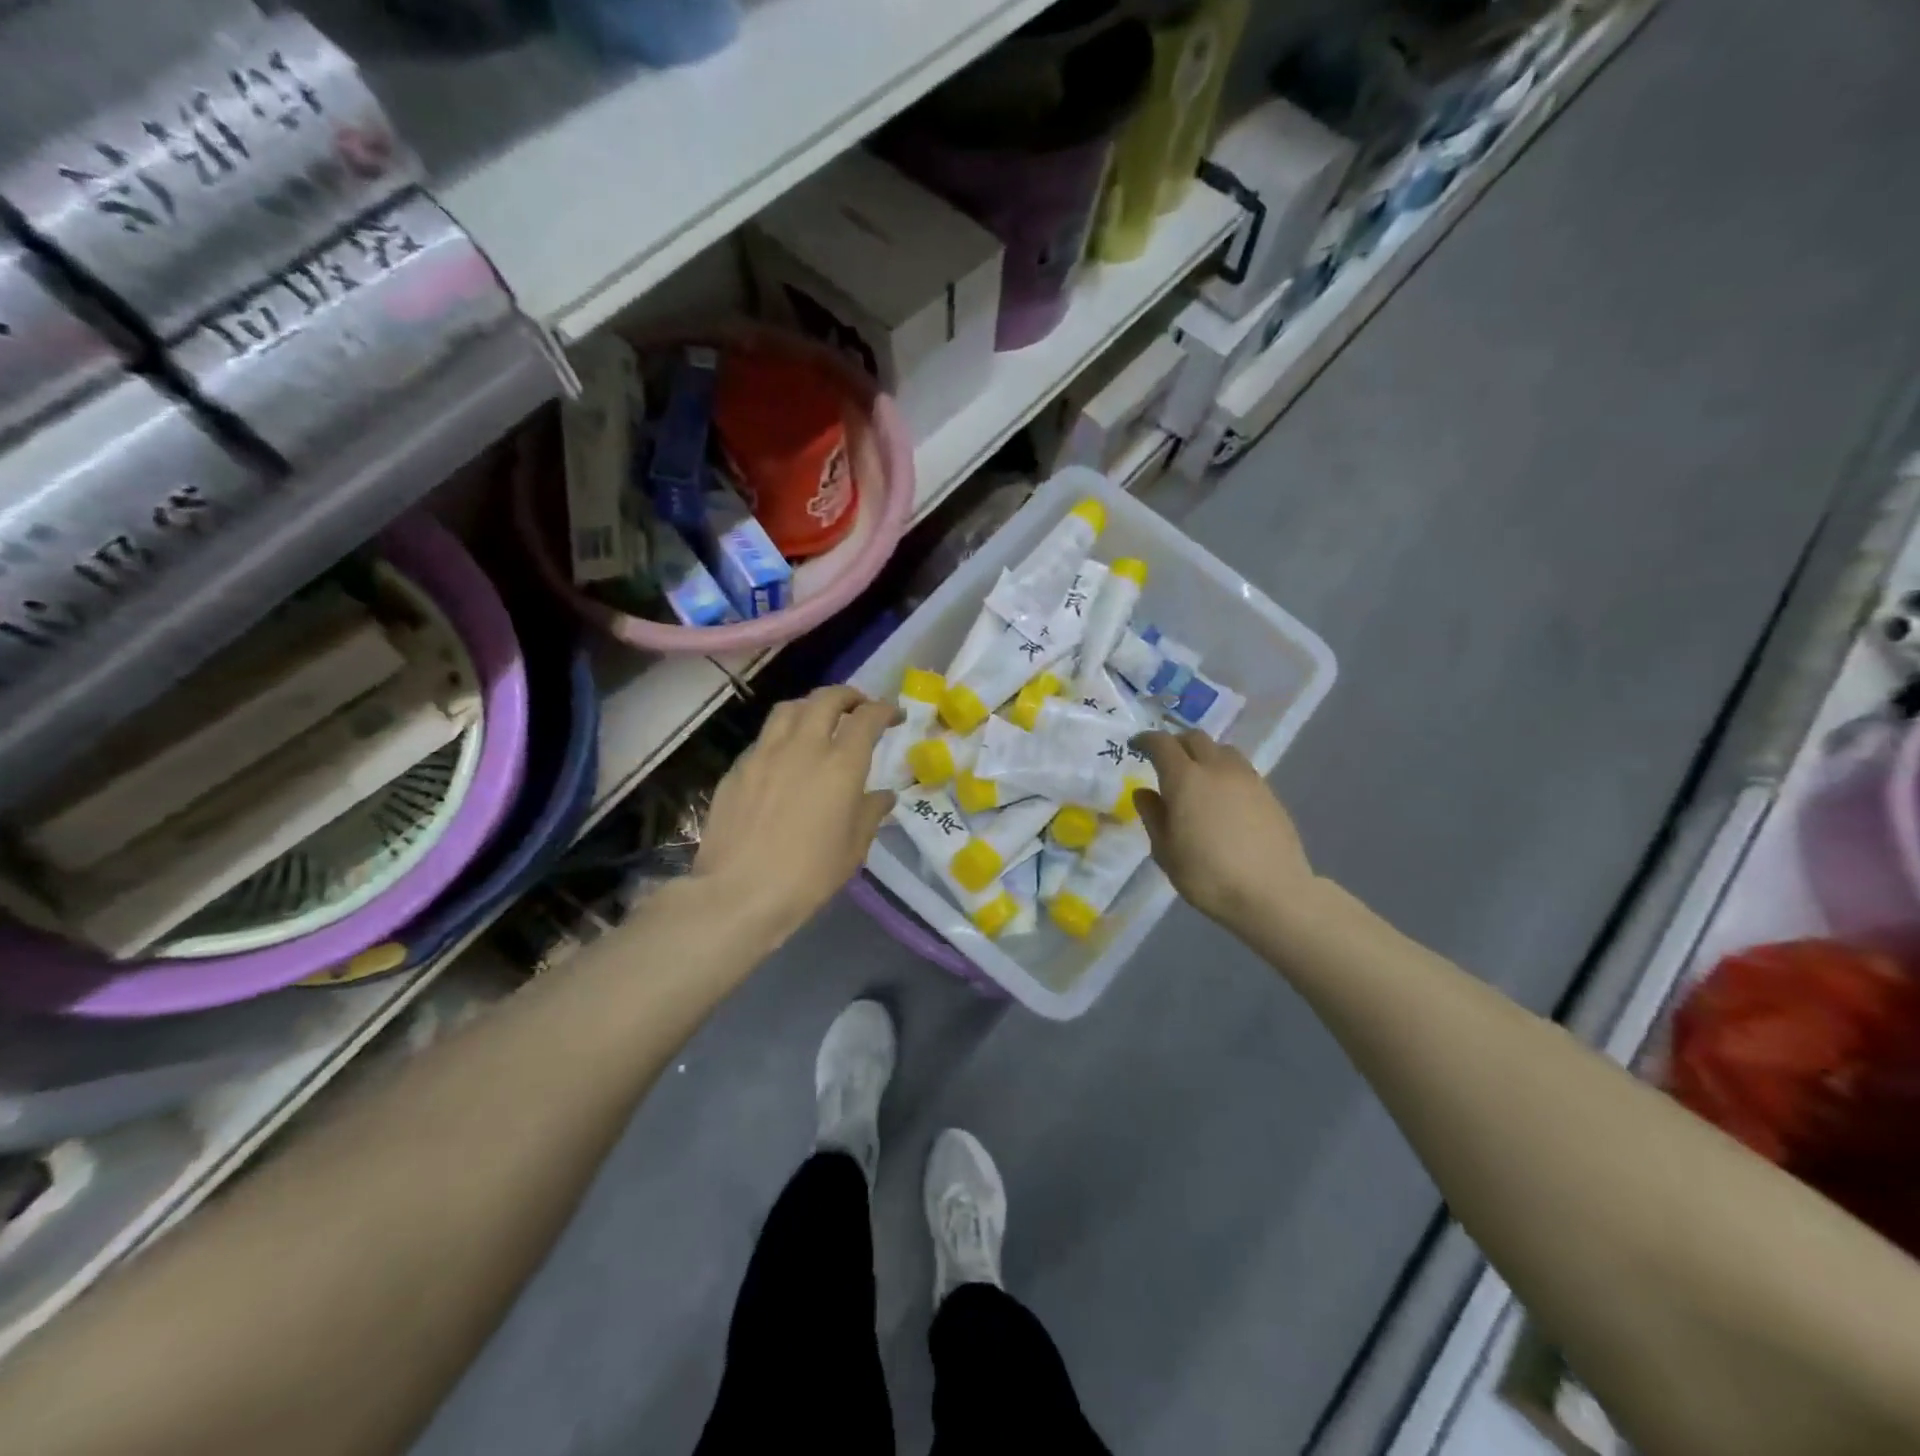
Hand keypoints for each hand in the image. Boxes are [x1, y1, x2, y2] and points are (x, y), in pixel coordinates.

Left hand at [693, 686, 897, 942]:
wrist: (739, 893)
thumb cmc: (808, 875)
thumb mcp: (854, 848)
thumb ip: (871, 813)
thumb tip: (883, 796)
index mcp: (841, 765)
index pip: (867, 718)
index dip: (884, 709)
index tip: (894, 716)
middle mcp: (803, 746)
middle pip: (826, 698)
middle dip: (848, 696)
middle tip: (858, 707)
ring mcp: (764, 753)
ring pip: (789, 708)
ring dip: (811, 706)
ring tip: (819, 720)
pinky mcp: (737, 768)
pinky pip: (764, 738)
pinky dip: (782, 736)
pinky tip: (784, 758)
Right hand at [1133, 730, 1314, 930]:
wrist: (1272, 893)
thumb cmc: (1208, 875)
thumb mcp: (1165, 852)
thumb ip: (1153, 816)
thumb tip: (1144, 792)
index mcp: (1185, 778)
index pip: (1162, 743)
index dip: (1146, 740)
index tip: (1136, 746)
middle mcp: (1216, 768)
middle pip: (1194, 738)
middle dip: (1176, 743)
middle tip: (1165, 760)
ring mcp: (1247, 778)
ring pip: (1221, 750)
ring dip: (1204, 754)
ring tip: (1197, 775)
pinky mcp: (1268, 792)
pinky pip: (1241, 768)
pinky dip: (1225, 771)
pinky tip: (1223, 796)